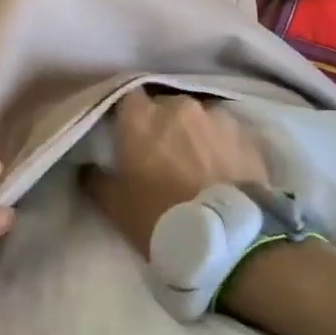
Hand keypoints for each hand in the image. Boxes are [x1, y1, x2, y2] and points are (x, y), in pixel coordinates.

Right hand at [83, 88, 269, 255]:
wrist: (226, 238)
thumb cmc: (159, 216)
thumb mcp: (114, 204)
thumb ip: (95, 177)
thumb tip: (88, 166)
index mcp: (141, 117)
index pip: (127, 96)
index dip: (126, 113)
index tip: (124, 132)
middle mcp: (179, 106)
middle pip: (165, 105)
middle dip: (161, 123)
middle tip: (160, 150)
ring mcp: (217, 117)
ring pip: (199, 116)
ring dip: (193, 132)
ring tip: (195, 159)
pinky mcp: (247, 135)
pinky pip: (227, 132)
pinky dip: (220, 144)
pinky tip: (220, 166)